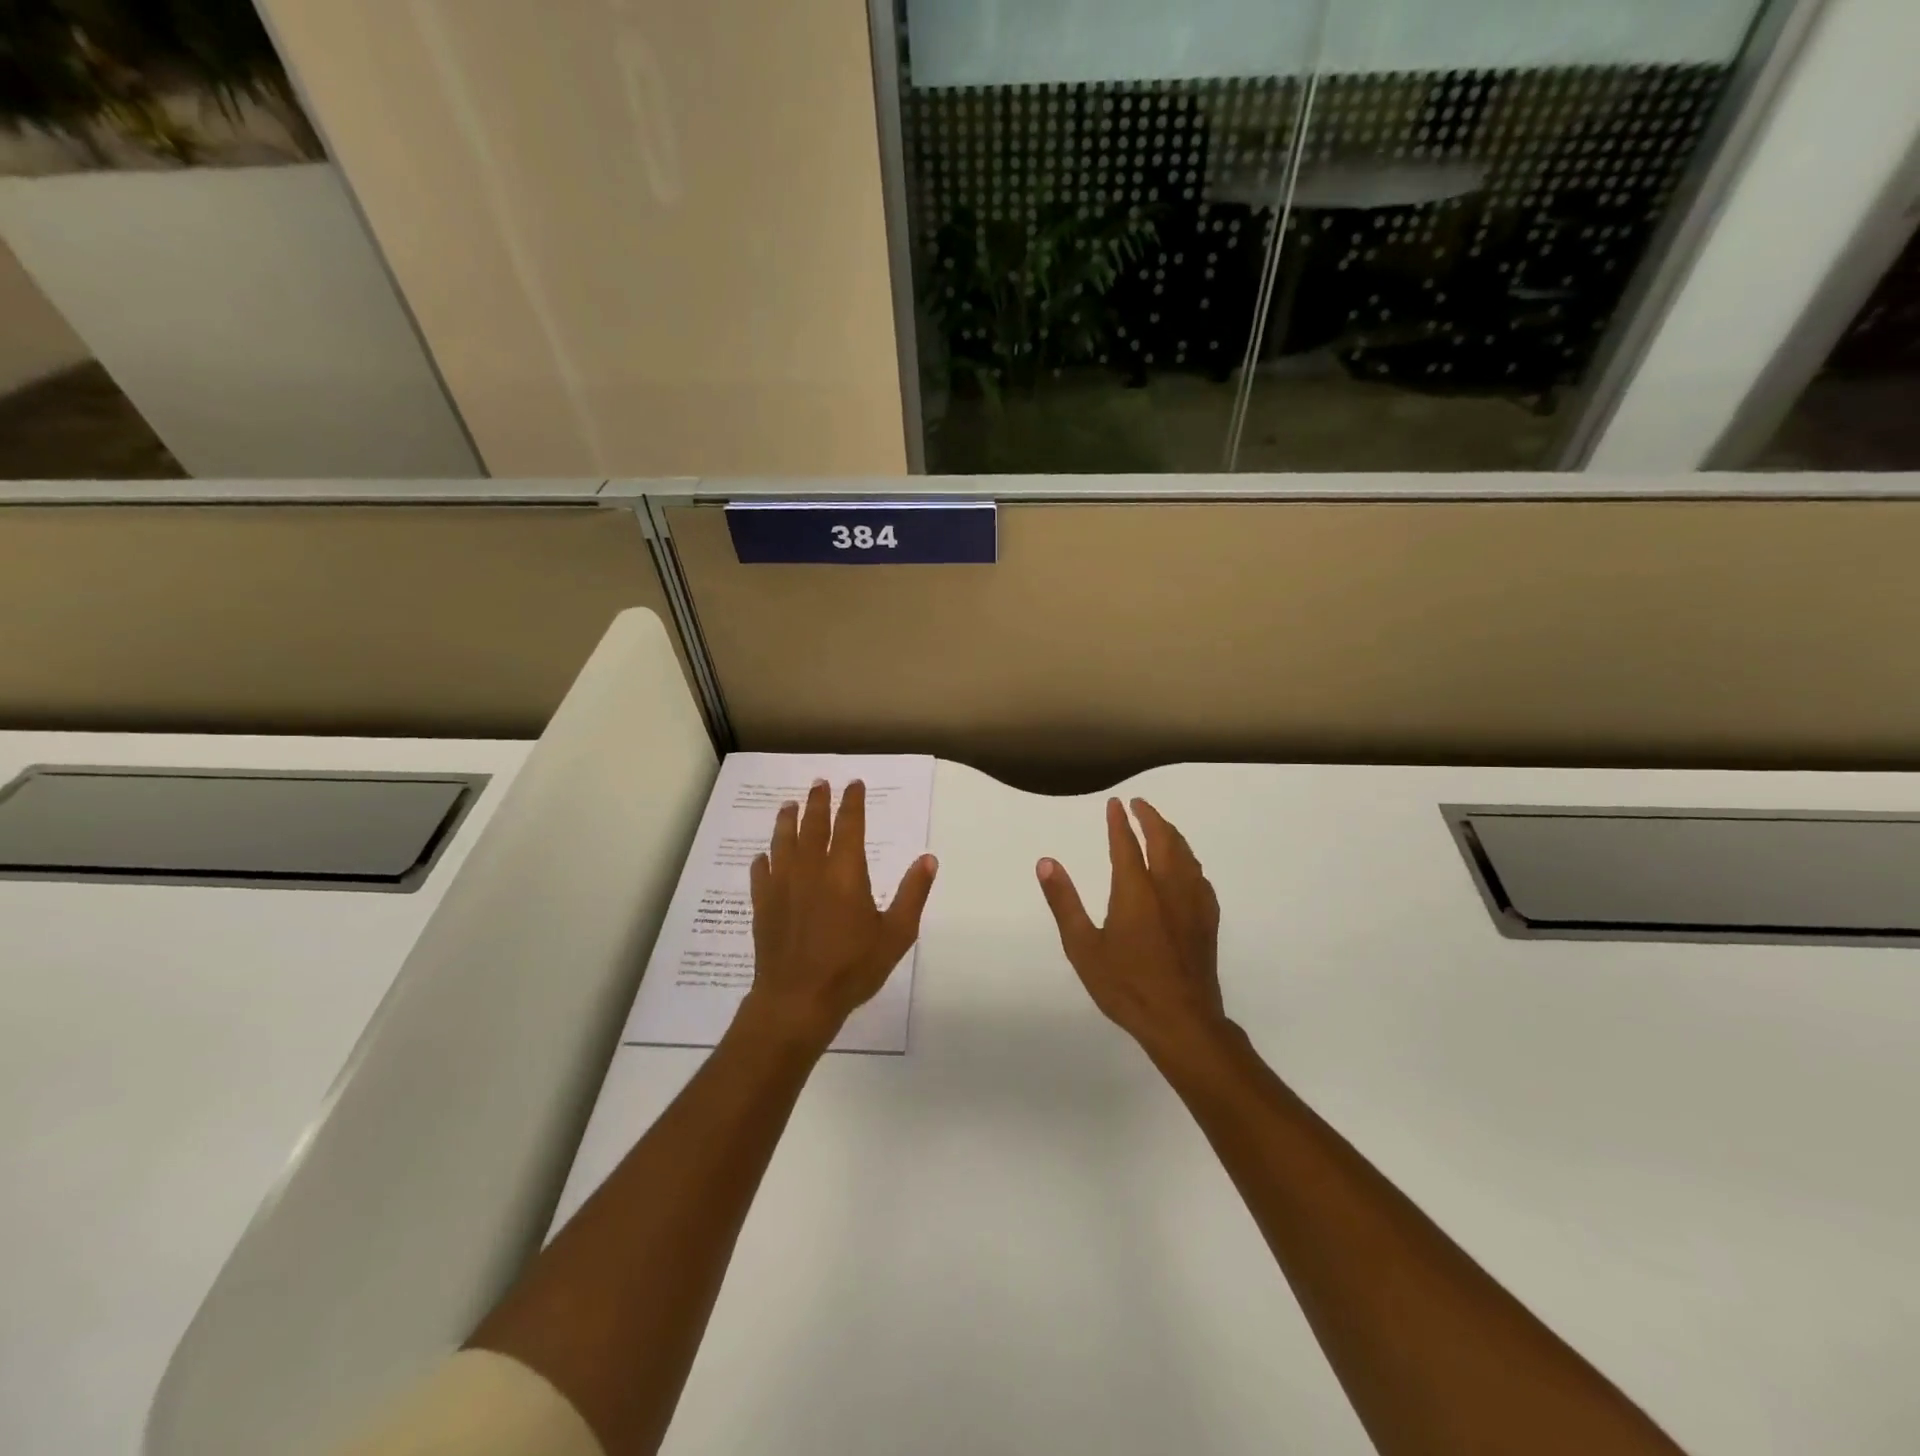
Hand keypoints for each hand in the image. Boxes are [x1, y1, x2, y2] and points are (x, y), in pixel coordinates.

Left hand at [743, 778, 937, 1050]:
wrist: (798, 999)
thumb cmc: (852, 967)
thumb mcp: (896, 934)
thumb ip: (912, 893)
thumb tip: (928, 858)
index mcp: (846, 872)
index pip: (849, 825)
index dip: (852, 802)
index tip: (853, 784)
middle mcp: (811, 869)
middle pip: (813, 825)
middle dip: (818, 801)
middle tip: (820, 783)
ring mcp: (782, 886)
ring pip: (783, 842)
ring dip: (787, 821)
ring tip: (789, 805)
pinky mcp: (763, 905)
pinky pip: (761, 873)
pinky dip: (763, 861)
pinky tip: (764, 856)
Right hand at [1037, 797, 1226, 1054]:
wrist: (1181, 1022)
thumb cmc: (1126, 986)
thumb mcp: (1083, 947)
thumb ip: (1064, 902)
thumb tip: (1046, 862)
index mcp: (1136, 891)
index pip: (1127, 845)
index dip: (1120, 822)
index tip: (1116, 803)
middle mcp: (1168, 888)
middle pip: (1164, 841)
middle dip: (1151, 818)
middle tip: (1139, 804)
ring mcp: (1193, 904)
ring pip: (1186, 856)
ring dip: (1172, 835)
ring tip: (1161, 827)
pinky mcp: (1207, 922)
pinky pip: (1200, 878)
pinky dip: (1189, 861)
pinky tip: (1187, 869)